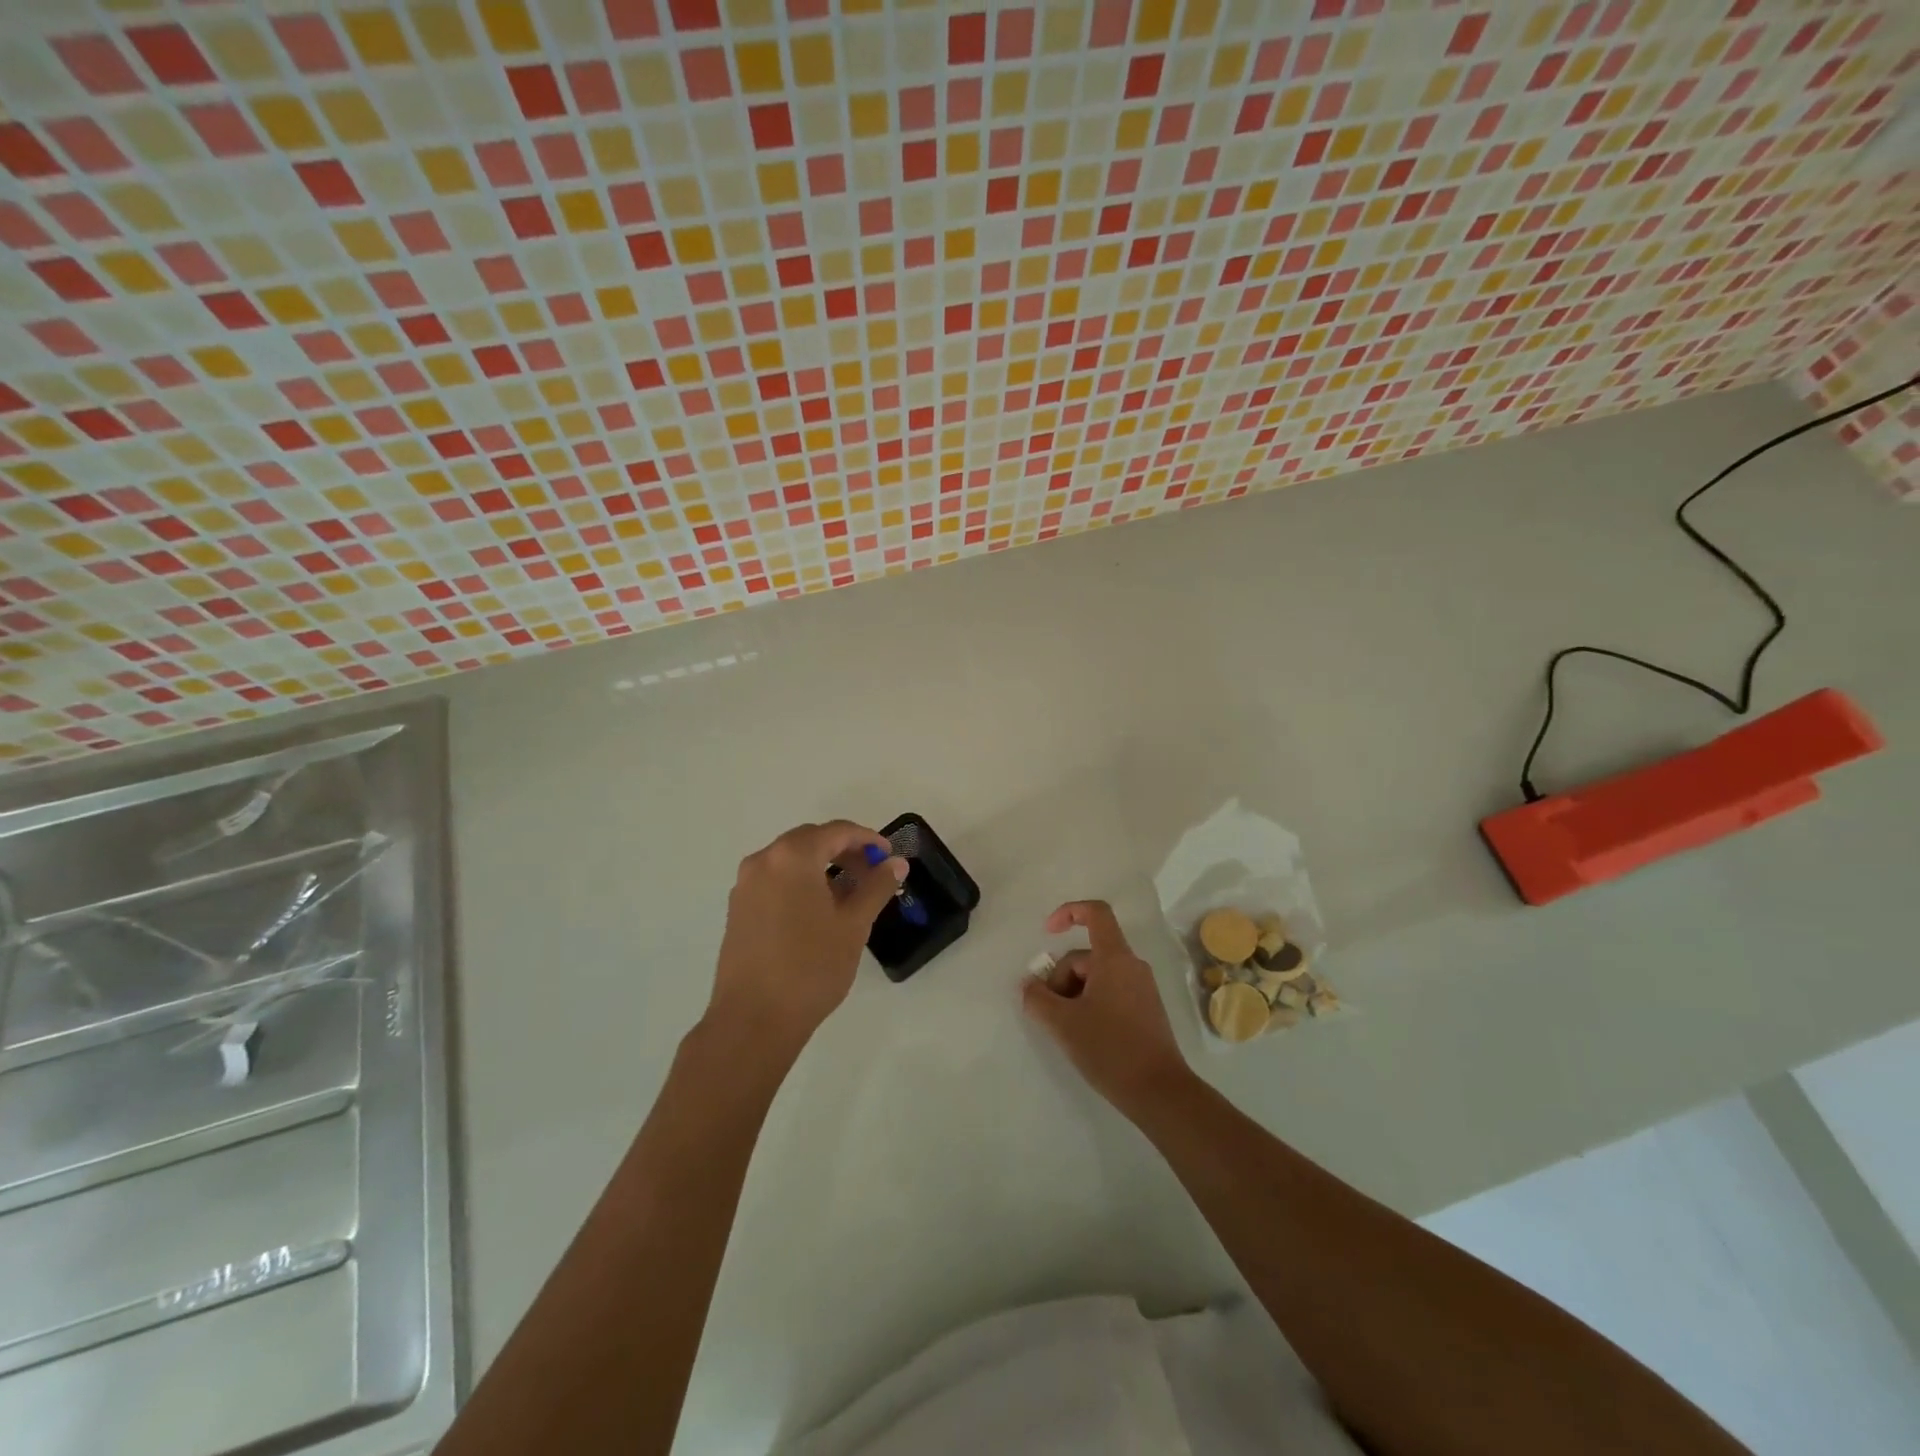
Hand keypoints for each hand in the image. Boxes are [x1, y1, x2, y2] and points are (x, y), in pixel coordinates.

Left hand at [708, 821, 907, 1055]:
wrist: (753, 1019)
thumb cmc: (810, 967)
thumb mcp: (853, 925)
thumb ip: (876, 887)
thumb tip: (896, 863)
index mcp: (792, 857)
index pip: (836, 831)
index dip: (867, 839)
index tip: (889, 857)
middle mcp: (763, 861)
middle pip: (811, 841)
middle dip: (845, 851)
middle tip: (873, 875)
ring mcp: (746, 885)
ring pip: (791, 861)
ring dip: (823, 867)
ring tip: (850, 896)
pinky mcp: (738, 909)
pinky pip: (776, 880)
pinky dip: (801, 883)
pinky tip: (819, 911)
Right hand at [1022, 900, 1188, 1113]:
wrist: (1159, 1092)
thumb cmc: (1109, 1048)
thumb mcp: (1062, 1023)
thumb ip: (1037, 998)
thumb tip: (1029, 985)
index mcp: (1114, 958)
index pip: (1096, 913)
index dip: (1069, 912)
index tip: (1048, 933)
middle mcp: (1131, 966)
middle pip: (1087, 955)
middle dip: (1061, 977)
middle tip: (1049, 1012)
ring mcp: (1142, 988)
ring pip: (1097, 976)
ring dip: (1074, 993)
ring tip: (1065, 1028)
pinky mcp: (1146, 1010)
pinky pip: (1111, 992)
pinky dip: (1090, 1004)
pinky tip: (1084, 1035)